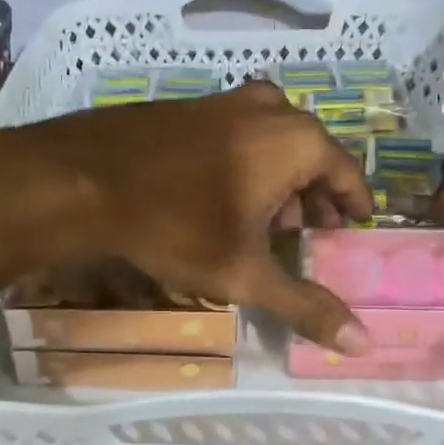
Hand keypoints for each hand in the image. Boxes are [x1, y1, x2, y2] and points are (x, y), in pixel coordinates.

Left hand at [0, 81, 375, 351]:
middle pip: (312, 156)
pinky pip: (241, 134)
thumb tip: (363, 344)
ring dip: (280, 182)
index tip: (351, 232)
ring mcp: (227, 100)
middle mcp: (270, 108)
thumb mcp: (245, 273)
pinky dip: (248, 164)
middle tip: (306, 236)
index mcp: (296, 140)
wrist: (81, 179)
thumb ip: (306, 305)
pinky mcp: (192, 105)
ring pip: (275, 143)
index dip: (353, 207)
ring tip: (265, 223)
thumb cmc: (174, 224)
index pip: (348, 174)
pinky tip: (223, 197)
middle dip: (314, 198)